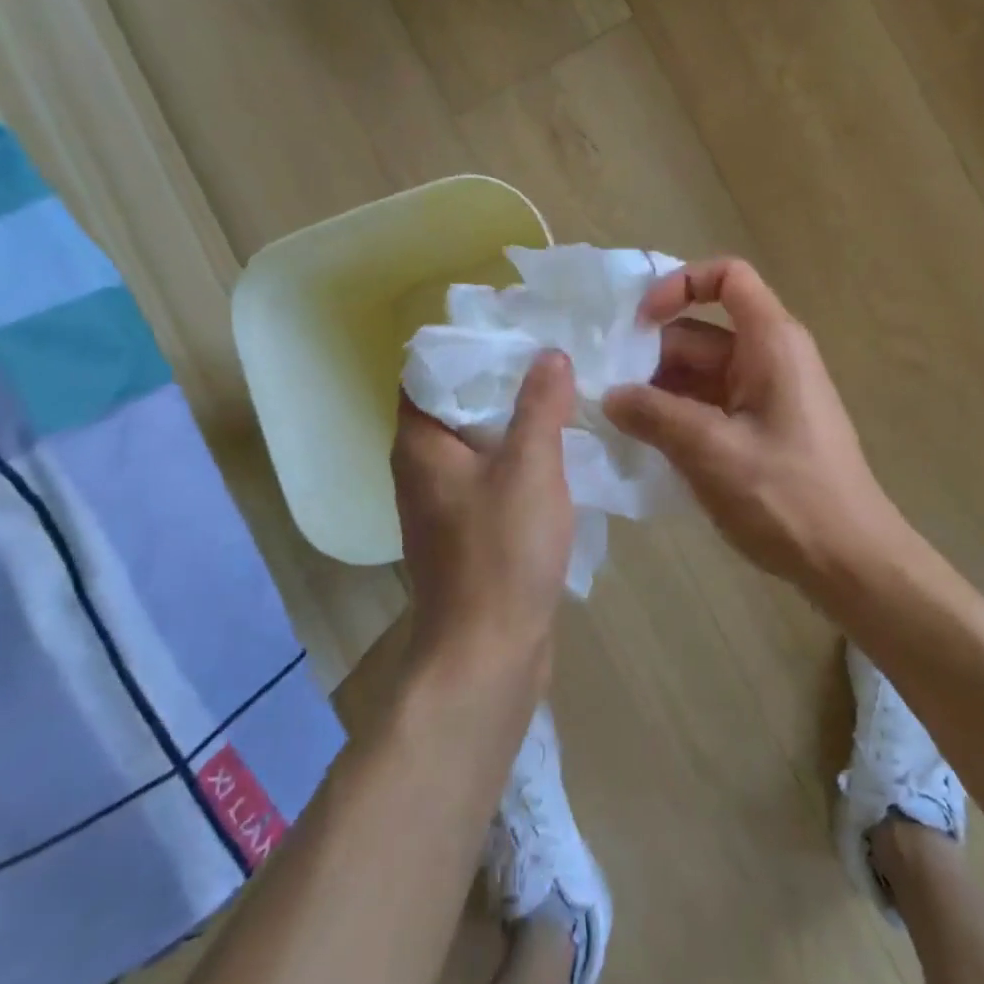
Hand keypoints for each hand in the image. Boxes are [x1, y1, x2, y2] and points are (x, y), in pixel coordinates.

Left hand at [390, 351, 576, 685]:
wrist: (488, 653)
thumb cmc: (502, 552)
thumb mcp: (530, 467)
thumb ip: (540, 405)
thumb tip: (550, 354)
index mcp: (420, 443)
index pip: (426, 370)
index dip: (467, 346)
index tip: (515, 330)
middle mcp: (421, 467)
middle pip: (456, 403)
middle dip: (502, 380)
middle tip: (552, 357)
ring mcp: (443, 502)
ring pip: (477, 442)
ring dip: (514, 420)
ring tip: (563, 394)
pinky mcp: (467, 530)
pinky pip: (491, 476)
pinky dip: (519, 458)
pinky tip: (560, 451)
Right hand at [604, 258, 898, 588]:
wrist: (850, 562)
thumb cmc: (787, 497)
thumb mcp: (711, 451)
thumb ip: (654, 415)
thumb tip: (610, 396)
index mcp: (771, 343)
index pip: (727, 277)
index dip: (680, 285)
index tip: (640, 324)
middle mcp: (769, 358)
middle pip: (699, 333)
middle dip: (651, 356)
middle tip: (605, 391)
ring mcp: (765, 395)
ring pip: (699, 373)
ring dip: (658, 392)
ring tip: (616, 422)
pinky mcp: (759, 428)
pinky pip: (709, 405)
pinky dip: (677, 416)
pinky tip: (644, 444)